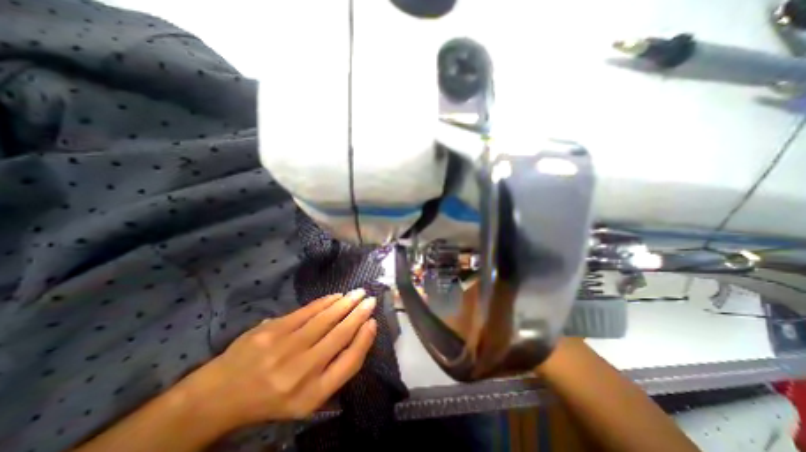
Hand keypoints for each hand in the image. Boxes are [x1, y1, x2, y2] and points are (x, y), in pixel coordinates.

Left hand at [185, 289, 377, 427]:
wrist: (220, 395)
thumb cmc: (272, 398)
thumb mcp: (307, 398)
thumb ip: (334, 371)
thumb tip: (358, 336)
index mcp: (313, 394)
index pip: (350, 362)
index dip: (365, 339)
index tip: (373, 322)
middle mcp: (302, 371)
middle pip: (340, 335)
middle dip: (359, 314)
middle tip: (370, 300)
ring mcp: (285, 348)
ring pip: (326, 319)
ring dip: (345, 303)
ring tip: (358, 293)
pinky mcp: (272, 330)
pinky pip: (307, 311)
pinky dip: (325, 302)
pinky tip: (336, 296)